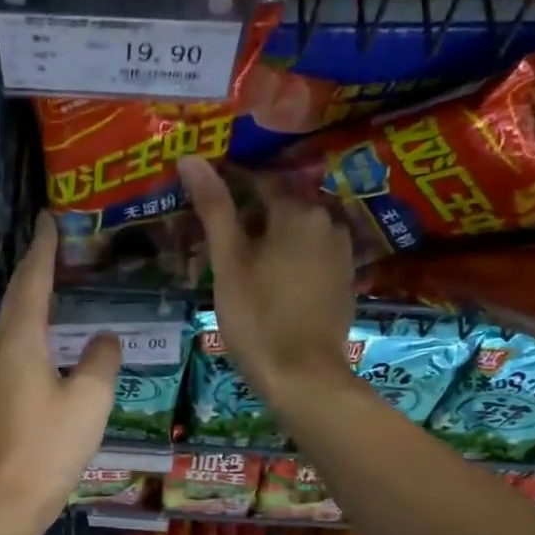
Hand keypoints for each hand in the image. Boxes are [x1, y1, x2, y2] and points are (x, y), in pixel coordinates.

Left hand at [0, 212, 119, 528]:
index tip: (50, 218)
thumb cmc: (50, 445)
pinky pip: (14, 343)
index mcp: (21, 340)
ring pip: (12, 320)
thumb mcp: (89, 398)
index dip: (44, 248)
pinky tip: (47, 335)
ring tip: (53, 280)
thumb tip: (104, 338)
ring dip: (30, 295)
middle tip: (53, 241)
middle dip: (34, 266)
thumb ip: (100, 359)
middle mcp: (0, 348)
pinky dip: (30, 324)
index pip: (34, 280)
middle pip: (17, 296)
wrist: (7, 497)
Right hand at [179, 157, 353, 407]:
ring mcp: (340, 252)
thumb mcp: (227, 263)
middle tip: (215, 241)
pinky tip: (267, 281)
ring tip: (237, 262)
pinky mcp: (343, 280)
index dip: (227, 189)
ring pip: (295, 232)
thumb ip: (214, 208)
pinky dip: (287, 259)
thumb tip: (190, 157)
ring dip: (268, 239)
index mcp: (298, 211)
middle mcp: (327, 221)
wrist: (303, 377)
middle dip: (248, 217)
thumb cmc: (258, 318)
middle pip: (279, 207)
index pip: (257, 182)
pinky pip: (309, 255)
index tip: (201, 202)